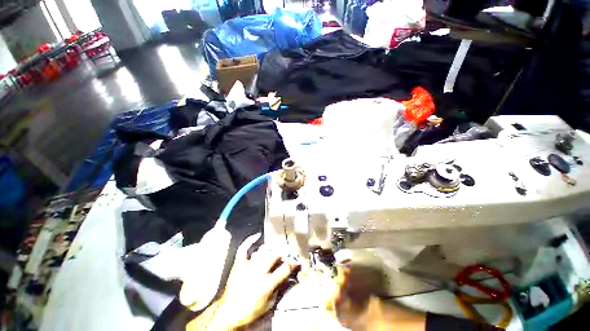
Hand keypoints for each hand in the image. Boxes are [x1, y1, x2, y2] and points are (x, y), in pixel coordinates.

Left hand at [216, 233, 299, 327]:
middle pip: (274, 255)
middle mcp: (258, 272)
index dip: (292, 264)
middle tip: (283, 256)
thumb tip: (285, 277)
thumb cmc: (249, 311)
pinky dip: (250, 240)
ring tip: (273, 252)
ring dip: (270, 250)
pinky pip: (244, 248)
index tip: (295, 262)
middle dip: (281, 254)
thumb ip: (278, 289)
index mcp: (266, 284)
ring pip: (262, 251)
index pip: (284, 268)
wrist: (229, 313)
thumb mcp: (268, 304)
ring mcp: (247, 266)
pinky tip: (257, 235)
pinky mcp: (239, 263)